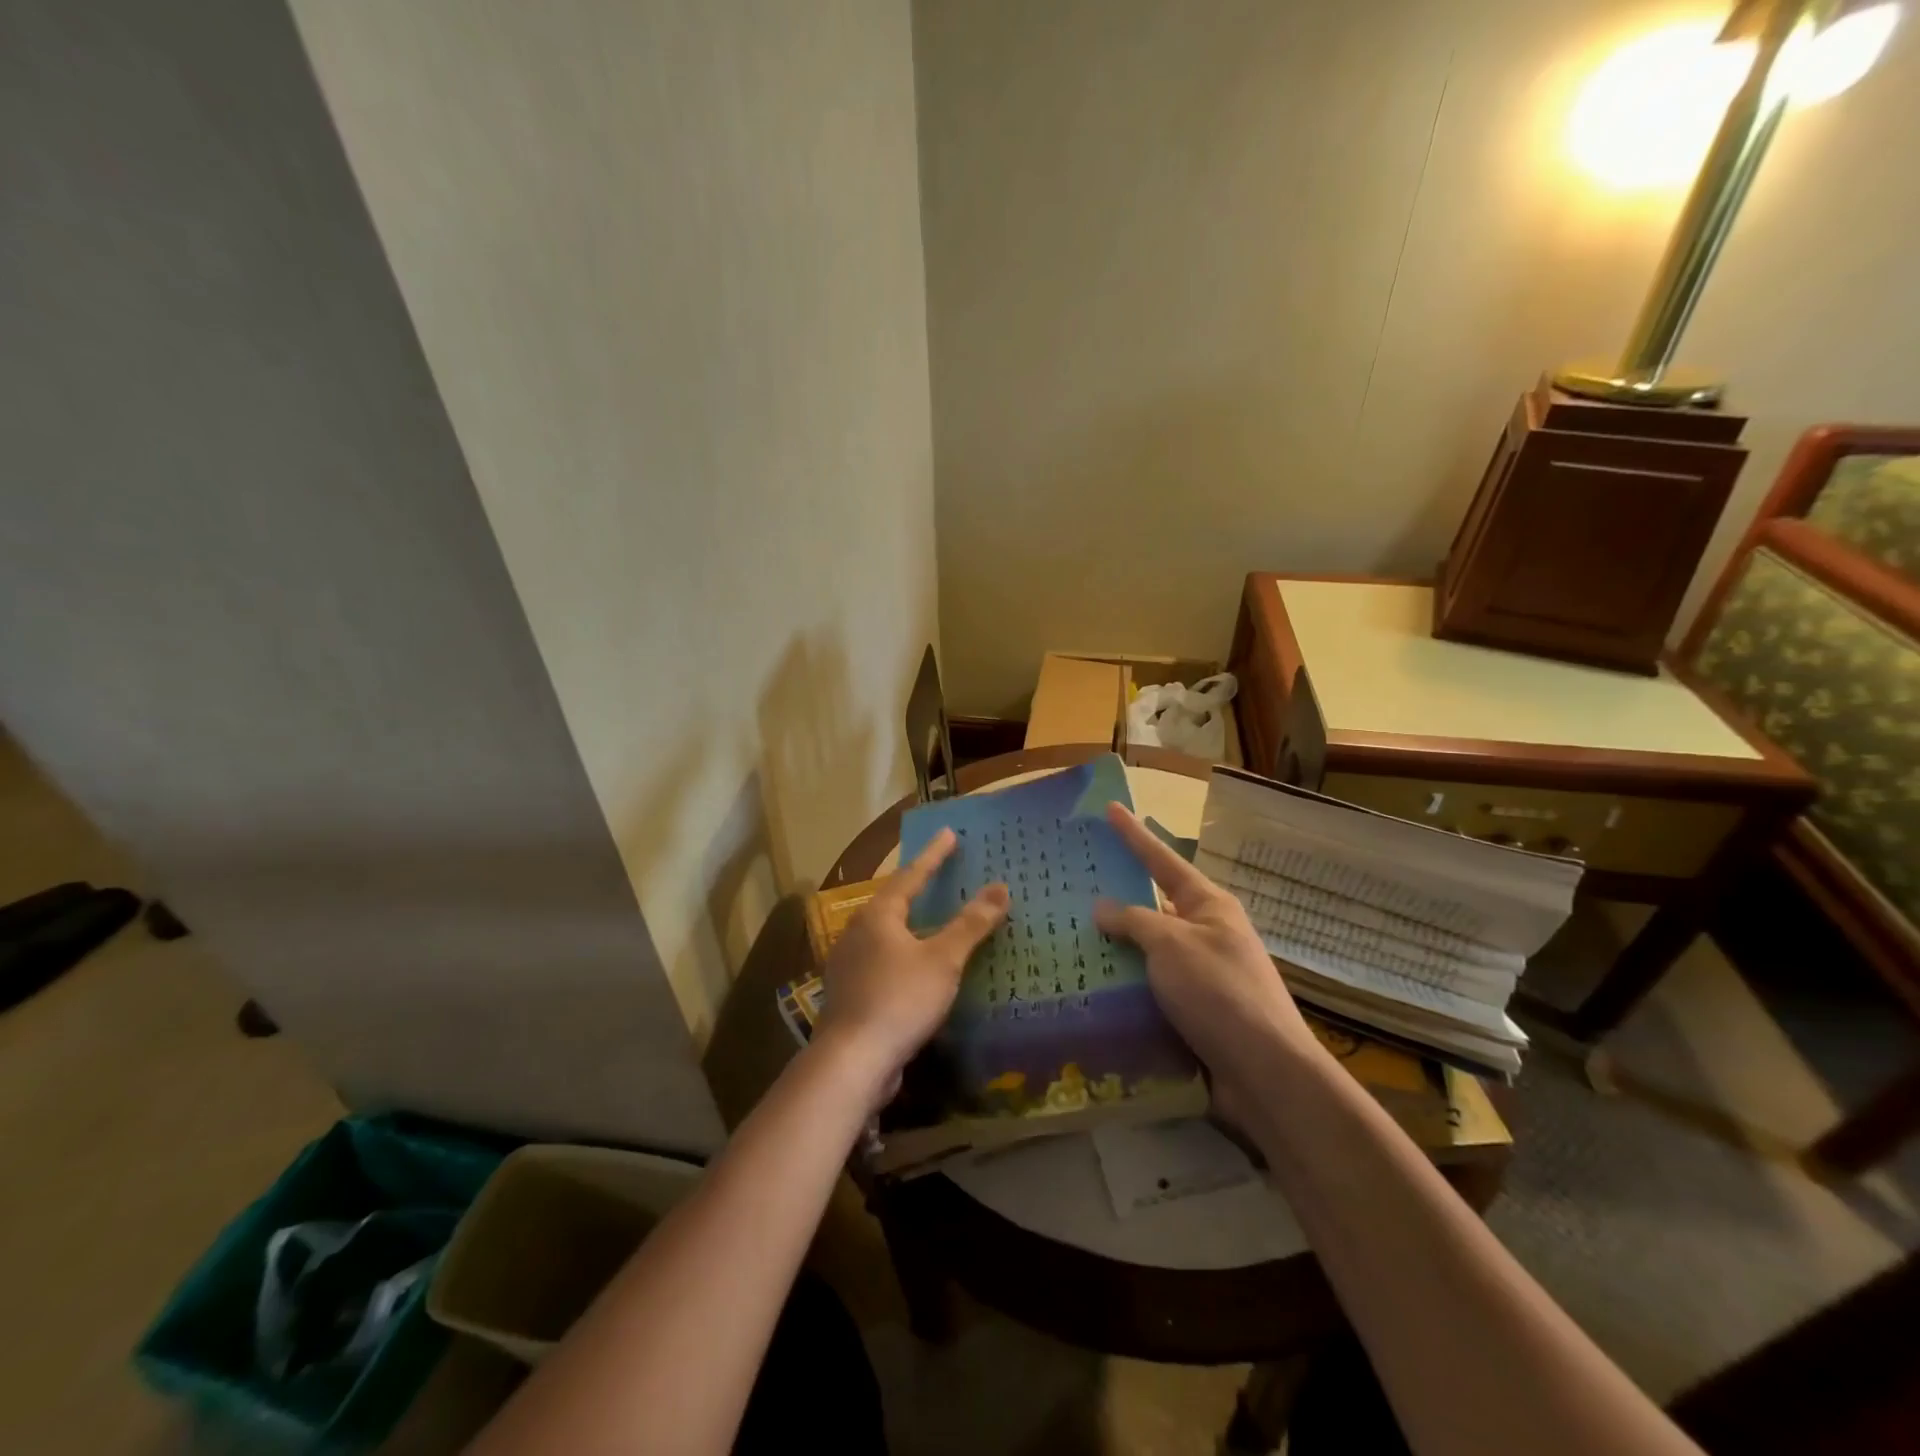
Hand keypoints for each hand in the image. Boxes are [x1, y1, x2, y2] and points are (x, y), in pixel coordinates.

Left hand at [813, 827, 1009, 1105]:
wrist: (852, 1061)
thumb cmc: (900, 999)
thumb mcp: (943, 960)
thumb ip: (971, 924)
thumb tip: (1000, 887)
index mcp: (878, 915)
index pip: (911, 875)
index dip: (933, 855)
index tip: (950, 834)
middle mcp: (858, 932)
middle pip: (893, 901)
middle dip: (918, 888)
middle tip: (942, 874)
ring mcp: (850, 964)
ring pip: (886, 933)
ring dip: (912, 924)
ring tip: (933, 919)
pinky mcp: (851, 993)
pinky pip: (883, 961)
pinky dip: (905, 954)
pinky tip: (918, 967)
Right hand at [1093, 804, 1320, 1131]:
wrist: (1264, 1074)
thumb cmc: (1219, 993)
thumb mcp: (1172, 944)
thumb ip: (1134, 921)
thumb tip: (1102, 908)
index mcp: (1208, 907)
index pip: (1162, 861)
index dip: (1134, 835)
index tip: (1110, 809)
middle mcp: (1205, 936)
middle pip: (1152, 908)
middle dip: (1114, 901)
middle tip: (1070, 889)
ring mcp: (1199, 977)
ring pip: (1146, 954)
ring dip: (1113, 952)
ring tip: (1066, 943)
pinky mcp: (1191, 1014)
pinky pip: (1147, 990)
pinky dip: (1121, 989)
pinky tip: (1088, 991)